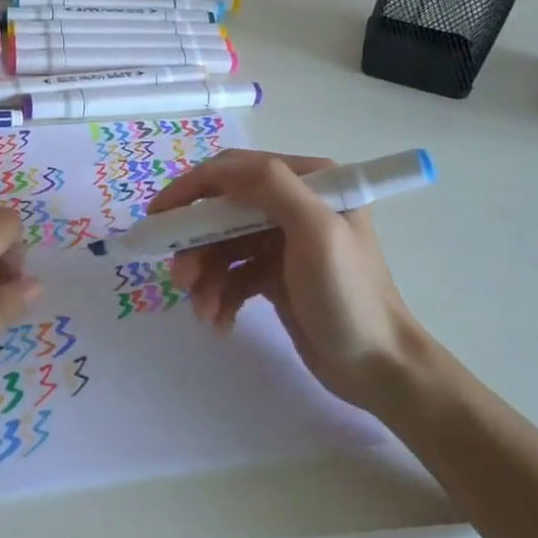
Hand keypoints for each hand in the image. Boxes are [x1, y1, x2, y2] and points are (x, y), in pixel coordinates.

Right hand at [148, 150, 419, 409]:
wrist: (379, 370)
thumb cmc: (349, 296)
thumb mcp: (317, 231)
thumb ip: (272, 187)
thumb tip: (222, 168)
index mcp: (309, 181)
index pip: (235, 170)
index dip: (192, 189)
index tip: (158, 216)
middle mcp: (294, 203)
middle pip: (222, 211)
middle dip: (196, 243)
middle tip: (180, 277)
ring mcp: (282, 240)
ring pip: (222, 246)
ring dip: (205, 277)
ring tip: (203, 310)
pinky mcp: (274, 274)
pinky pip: (232, 275)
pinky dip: (220, 296)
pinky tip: (220, 322)